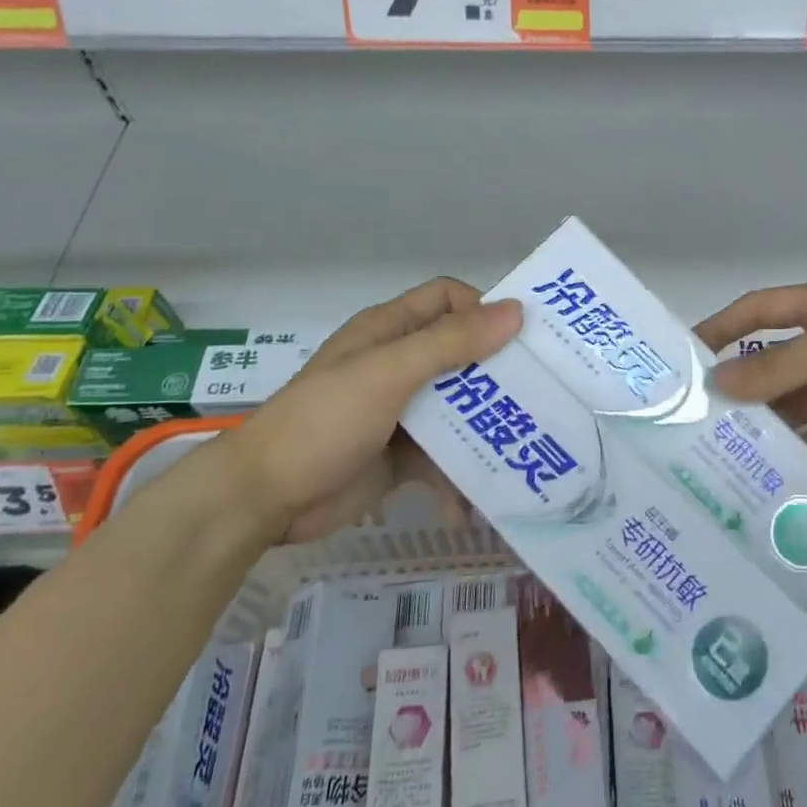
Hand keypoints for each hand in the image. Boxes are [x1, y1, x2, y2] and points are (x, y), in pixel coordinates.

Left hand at [220, 278, 521, 542]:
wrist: (264, 499)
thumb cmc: (324, 421)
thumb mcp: (389, 373)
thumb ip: (450, 343)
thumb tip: (516, 311)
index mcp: (390, 331)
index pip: (448, 300)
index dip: (483, 310)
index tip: (520, 340)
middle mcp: (399, 364)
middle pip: (462, 355)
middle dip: (499, 374)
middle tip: (542, 394)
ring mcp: (402, 412)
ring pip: (459, 409)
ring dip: (486, 430)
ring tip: (521, 452)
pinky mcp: (402, 455)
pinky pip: (444, 458)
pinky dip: (458, 479)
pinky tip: (469, 507)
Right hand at [697, 278, 806, 460]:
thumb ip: (781, 365)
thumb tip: (720, 384)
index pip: (759, 310)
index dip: (722, 327)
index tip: (683, 356)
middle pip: (773, 359)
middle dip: (739, 384)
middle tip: (695, 418)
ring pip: (794, 401)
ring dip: (765, 420)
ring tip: (722, 449)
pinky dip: (799, 448)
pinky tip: (770, 469)